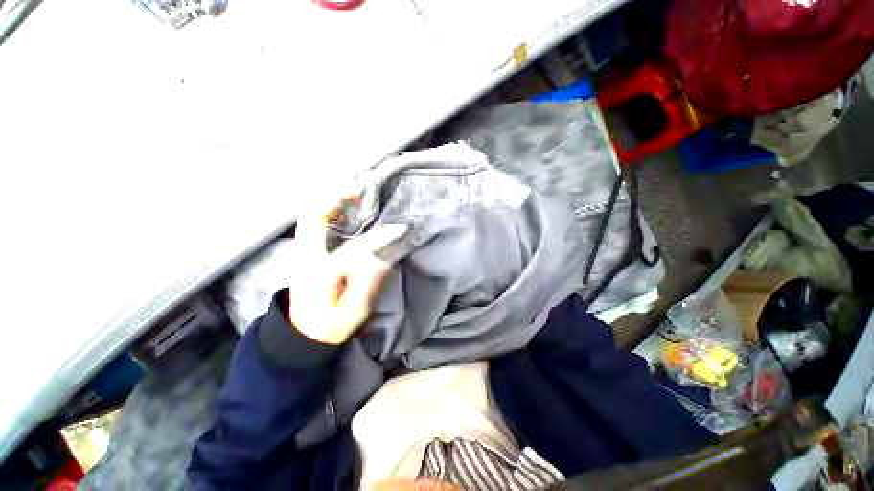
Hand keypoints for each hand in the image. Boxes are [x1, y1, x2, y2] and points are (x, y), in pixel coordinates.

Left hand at [289, 187, 405, 344]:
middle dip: (335, 197)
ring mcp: (300, 251)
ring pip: (309, 214)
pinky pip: (311, 221)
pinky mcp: (303, 251)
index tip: (400, 229)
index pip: (355, 248)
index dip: (381, 238)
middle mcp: (305, 256)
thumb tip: (381, 259)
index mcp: (320, 274)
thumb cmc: (329, 326)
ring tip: (352, 192)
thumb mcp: (353, 314)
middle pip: (312, 215)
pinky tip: (341, 206)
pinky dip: (325, 208)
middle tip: (359, 189)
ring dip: (329, 199)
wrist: (303, 333)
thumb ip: (367, 286)